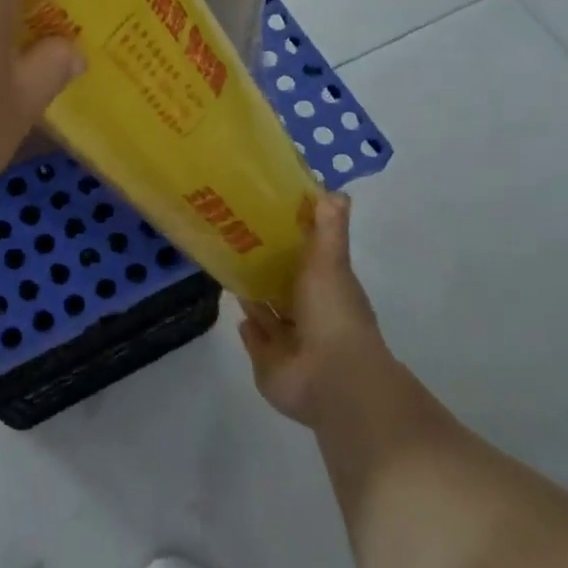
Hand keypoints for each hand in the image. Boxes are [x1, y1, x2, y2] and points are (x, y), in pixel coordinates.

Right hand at [239, 194, 395, 428]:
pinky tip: (237, 311)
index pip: (309, 261)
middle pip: (286, 289)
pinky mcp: (269, 363)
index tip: (267, 219)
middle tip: (238, 243)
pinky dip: (249, 328)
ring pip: (270, 315)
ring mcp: (291, 342)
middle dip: (269, 271)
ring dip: (256, 298)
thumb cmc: (332, 313)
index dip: (291, 243)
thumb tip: (335, 190)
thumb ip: (328, 228)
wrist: (330, 377)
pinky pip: (257, 341)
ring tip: (231, 271)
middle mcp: (311, 315)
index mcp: (329, 290)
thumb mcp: (330, 261)